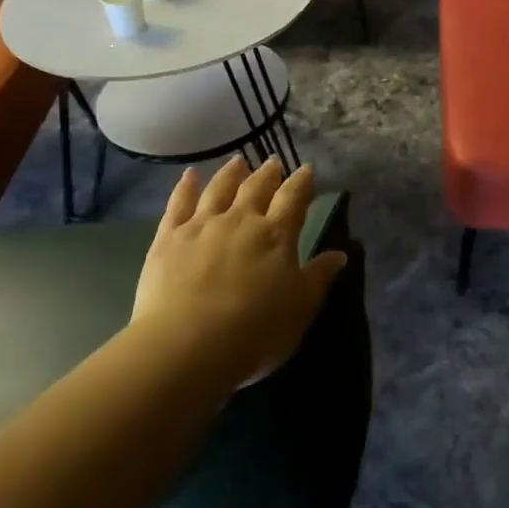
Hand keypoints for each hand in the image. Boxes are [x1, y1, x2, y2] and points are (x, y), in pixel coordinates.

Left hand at [131, 157, 348, 389]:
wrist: (186, 346)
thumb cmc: (253, 332)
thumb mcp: (299, 309)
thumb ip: (318, 278)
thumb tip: (339, 254)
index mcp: (277, 235)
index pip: (293, 198)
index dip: (301, 182)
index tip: (306, 169)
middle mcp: (241, 220)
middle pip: (257, 187)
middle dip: (268, 173)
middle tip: (273, 162)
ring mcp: (202, 225)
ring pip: (220, 188)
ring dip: (231, 173)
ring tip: (238, 161)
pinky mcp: (169, 237)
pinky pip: (179, 203)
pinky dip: (186, 186)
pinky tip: (190, 175)